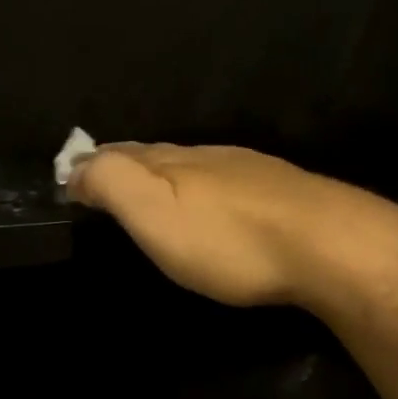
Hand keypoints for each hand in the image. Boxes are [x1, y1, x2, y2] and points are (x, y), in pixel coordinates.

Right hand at [68, 144, 397, 310]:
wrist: (328, 244)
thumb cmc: (228, 239)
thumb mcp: (154, 214)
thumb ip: (112, 184)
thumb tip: (76, 167)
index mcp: (171, 162)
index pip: (119, 154)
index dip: (91, 165)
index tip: (70, 179)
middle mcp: (205, 155)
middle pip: (155, 154)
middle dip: (125, 163)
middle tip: (104, 179)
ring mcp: (246, 169)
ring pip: (192, 163)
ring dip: (164, 172)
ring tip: (151, 188)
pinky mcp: (279, 190)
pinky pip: (224, 179)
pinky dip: (201, 185)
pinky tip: (211, 199)